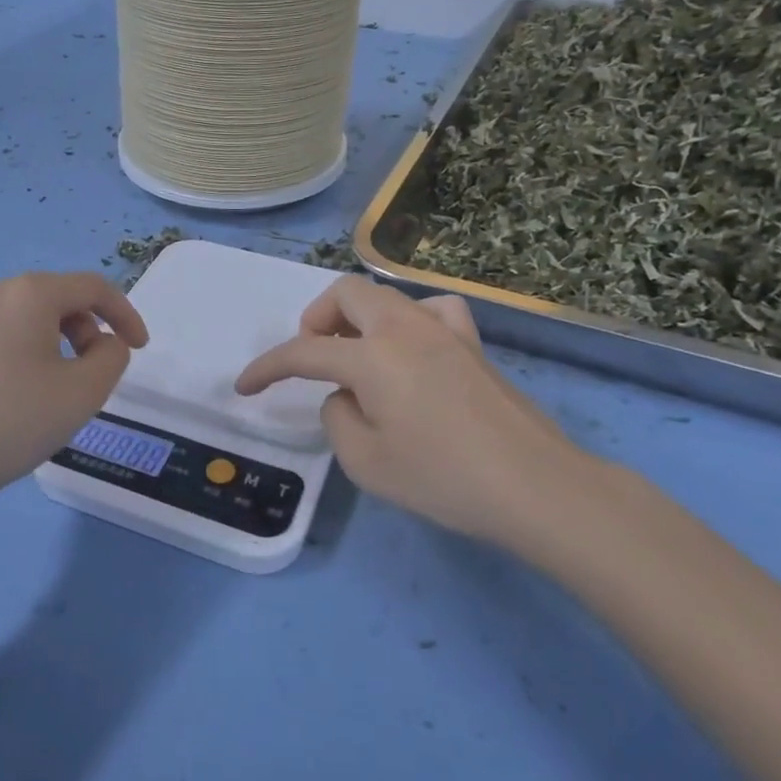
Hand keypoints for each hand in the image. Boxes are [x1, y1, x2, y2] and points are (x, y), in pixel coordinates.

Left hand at [0, 271, 148, 514]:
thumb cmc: (14, 422)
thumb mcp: (84, 391)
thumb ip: (111, 356)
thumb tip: (102, 343)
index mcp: (27, 293)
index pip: (92, 287)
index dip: (125, 314)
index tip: (139, 349)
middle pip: (56, 298)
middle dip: (86, 330)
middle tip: (92, 374)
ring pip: (24, 317)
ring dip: (54, 342)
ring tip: (54, 389)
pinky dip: (21, 353)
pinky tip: (14, 397)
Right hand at [234, 276, 601, 552]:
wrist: (535, 486)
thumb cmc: (443, 478)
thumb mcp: (366, 462)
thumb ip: (338, 418)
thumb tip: (345, 396)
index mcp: (372, 356)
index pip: (303, 352)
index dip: (267, 367)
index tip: (244, 387)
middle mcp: (404, 328)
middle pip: (345, 293)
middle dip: (316, 320)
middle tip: (314, 358)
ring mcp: (444, 331)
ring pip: (386, 296)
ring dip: (357, 316)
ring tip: (357, 355)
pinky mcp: (473, 345)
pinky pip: (430, 311)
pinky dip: (407, 321)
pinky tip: (413, 350)